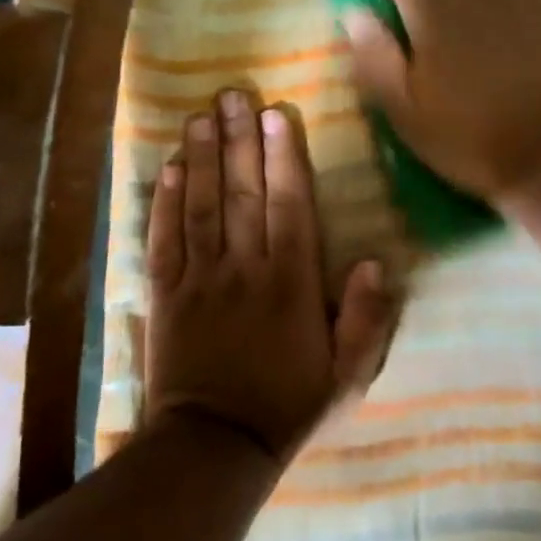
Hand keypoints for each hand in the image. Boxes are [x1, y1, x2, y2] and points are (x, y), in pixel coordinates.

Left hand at [144, 89, 396, 465]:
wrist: (214, 446)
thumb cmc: (287, 405)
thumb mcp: (346, 375)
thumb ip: (366, 320)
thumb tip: (376, 263)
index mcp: (291, 283)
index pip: (288, 206)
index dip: (283, 157)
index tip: (276, 114)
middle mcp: (244, 268)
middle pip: (242, 193)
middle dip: (239, 140)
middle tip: (233, 94)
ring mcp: (200, 278)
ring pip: (201, 206)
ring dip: (202, 158)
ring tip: (199, 116)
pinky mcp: (165, 293)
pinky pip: (163, 239)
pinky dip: (164, 202)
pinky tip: (168, 168)